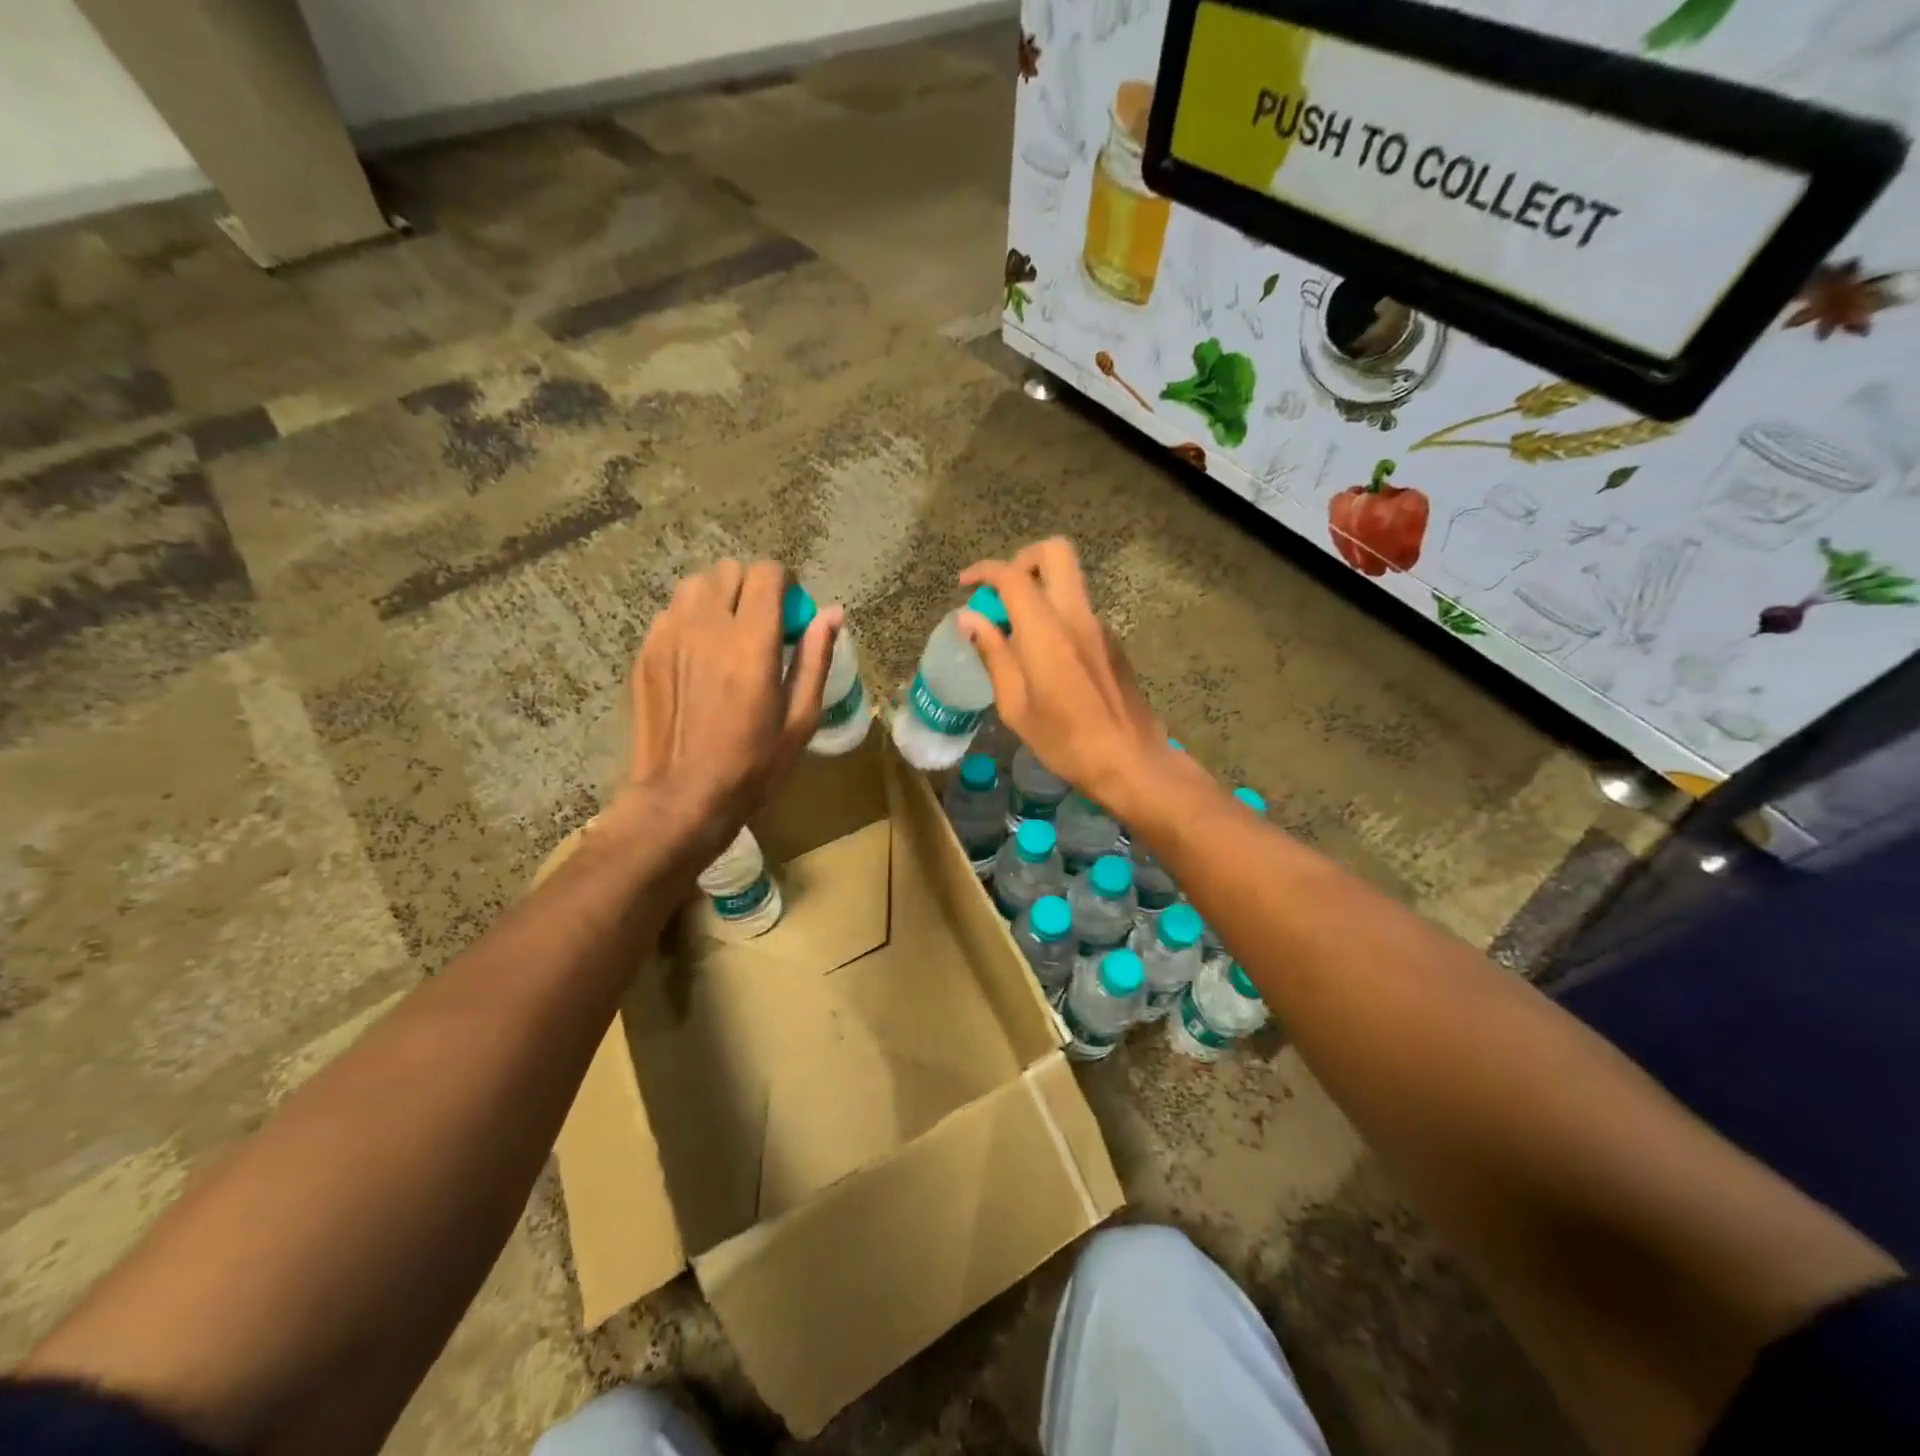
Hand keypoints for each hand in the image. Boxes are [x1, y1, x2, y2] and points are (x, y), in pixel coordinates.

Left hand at [621, 559, 839, 864]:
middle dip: (752, 587)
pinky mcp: (645, 651)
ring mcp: (668, 635)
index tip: (791, 610)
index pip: (766, 574)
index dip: (785, 584)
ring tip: (728, 633)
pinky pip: (671, 612)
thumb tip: (832, 613)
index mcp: (750, 642)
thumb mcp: (800, 718)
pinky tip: (698, 655)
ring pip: (695, 584)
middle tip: (762, 623)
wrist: (682, 796)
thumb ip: (816, 658)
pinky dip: (691, 619)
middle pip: (729, 570)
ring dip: (718, 597)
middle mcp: (706, 626)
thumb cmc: (752, 764)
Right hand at [957, 539, 1173, 813]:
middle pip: (1056, 552)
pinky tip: (1047, 660)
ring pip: (1070, 582)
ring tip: (1018, 635)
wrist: (1130, 761)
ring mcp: (1101, 627)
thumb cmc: (1065, 740)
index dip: (985, 571)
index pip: (1013, 576)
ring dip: (1041, 591)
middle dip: (1023, 560)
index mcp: (1046, 631)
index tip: (966, 585)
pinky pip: (1080, 612)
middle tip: (1003, 592)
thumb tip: (969, 619)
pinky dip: (1057, 617)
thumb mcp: (1015, 705)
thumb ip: (993, 655)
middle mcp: (1077, 616)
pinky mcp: (1113, 643)